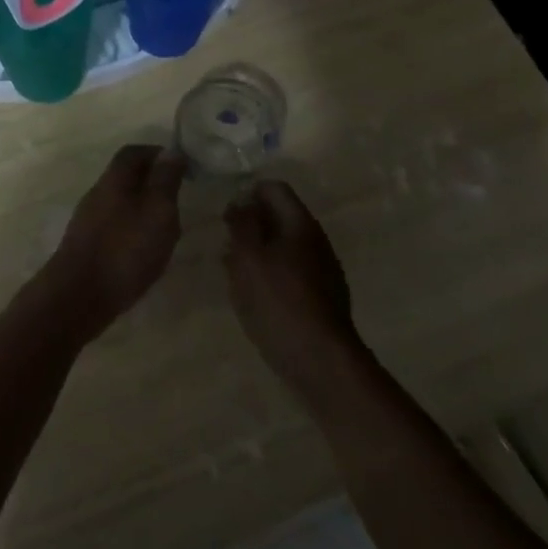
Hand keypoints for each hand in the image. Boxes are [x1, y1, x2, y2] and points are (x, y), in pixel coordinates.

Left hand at [44, 145, 187, 340]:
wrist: (78, 298)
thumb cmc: (125, 250)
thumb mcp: (157, 211)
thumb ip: (165, 180)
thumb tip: (171, 150)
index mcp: (114, 179)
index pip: (134, 152)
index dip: (157, 153)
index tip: (181, 165)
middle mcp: (97, 194)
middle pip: (125, 177)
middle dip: (152, 181)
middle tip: (178, 197)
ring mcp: (88, 221)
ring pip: (121, 203)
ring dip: (144, 208)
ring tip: (167, 228)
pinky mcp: (86, 246)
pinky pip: (115, 226)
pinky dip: (133, 230)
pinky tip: (145, 251)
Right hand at [222, 181, 365, 396]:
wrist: (320, 360)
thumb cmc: (279, 301)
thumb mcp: (249, 257)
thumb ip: (242, 224)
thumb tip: (240, 201)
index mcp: (300, 224)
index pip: (274, 188)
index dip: (247, 193)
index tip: (226, 214)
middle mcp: (316, 240)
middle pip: (279, 217)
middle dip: (250, 225)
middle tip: (225, 244)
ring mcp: (322, 269)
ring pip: (283, 246)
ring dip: (257, 251)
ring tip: (232, 271)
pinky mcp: (321, 296)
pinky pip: (290, 272)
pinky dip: (269, 274)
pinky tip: (253, 296)